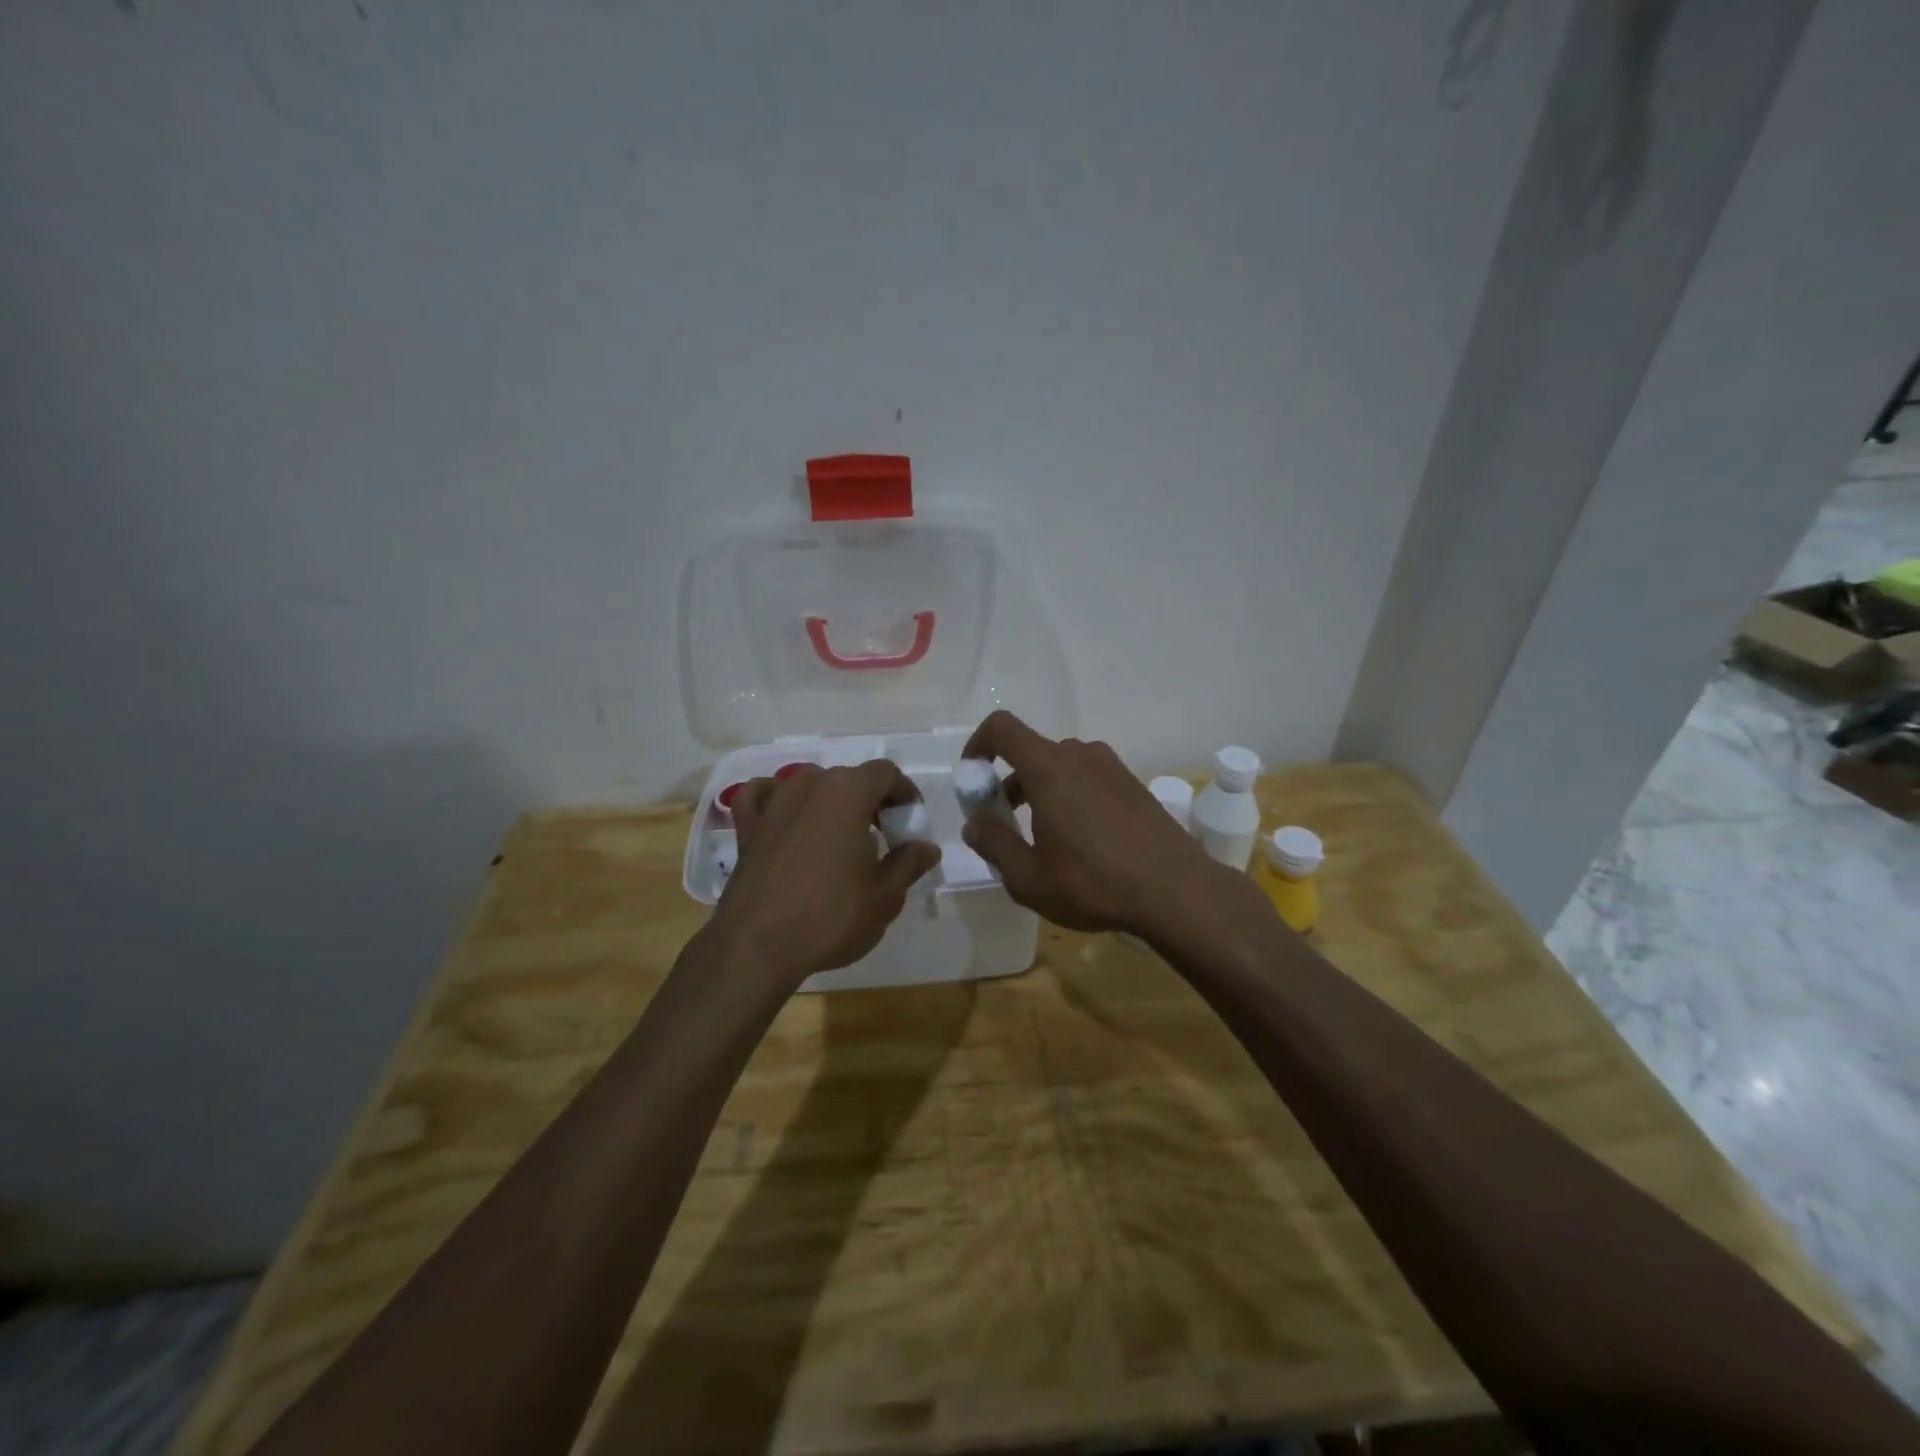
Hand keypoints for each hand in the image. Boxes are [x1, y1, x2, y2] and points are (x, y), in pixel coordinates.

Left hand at [714, 762, 940, 987]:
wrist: (757, 946)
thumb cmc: (831, 916)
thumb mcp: (885, 896)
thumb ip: (909, 863)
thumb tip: (927, 847)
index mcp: (848, 791)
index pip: (886, 773)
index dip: (904, 793)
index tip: (910, 822)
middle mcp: (809, 784)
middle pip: (849, 778)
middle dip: (870, 801)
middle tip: (883, 837)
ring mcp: (773, 801)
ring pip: (809, 785)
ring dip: (829, 801)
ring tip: (839, 836)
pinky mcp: (746, 825)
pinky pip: (764, 796)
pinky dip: (778, 801)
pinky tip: (785, 819)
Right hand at [959, 710, 1227, 937]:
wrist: (1177, 891)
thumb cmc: (1094, 883)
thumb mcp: (1028, 878)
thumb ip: (994, 844)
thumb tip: (975, 823)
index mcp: (1049, 769)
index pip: (1002, 728)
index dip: (978, 744)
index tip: (972, 778)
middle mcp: (1080, 755)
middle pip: (1031, 752)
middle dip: (1008, 781)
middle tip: (1005, 823)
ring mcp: (1111, 767)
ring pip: (1061, 766)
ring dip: (1041, 790)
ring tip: (1043, 837)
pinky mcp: (1133, 784)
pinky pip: (1088, 777)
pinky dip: (1070, 795)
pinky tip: (1082, 841)